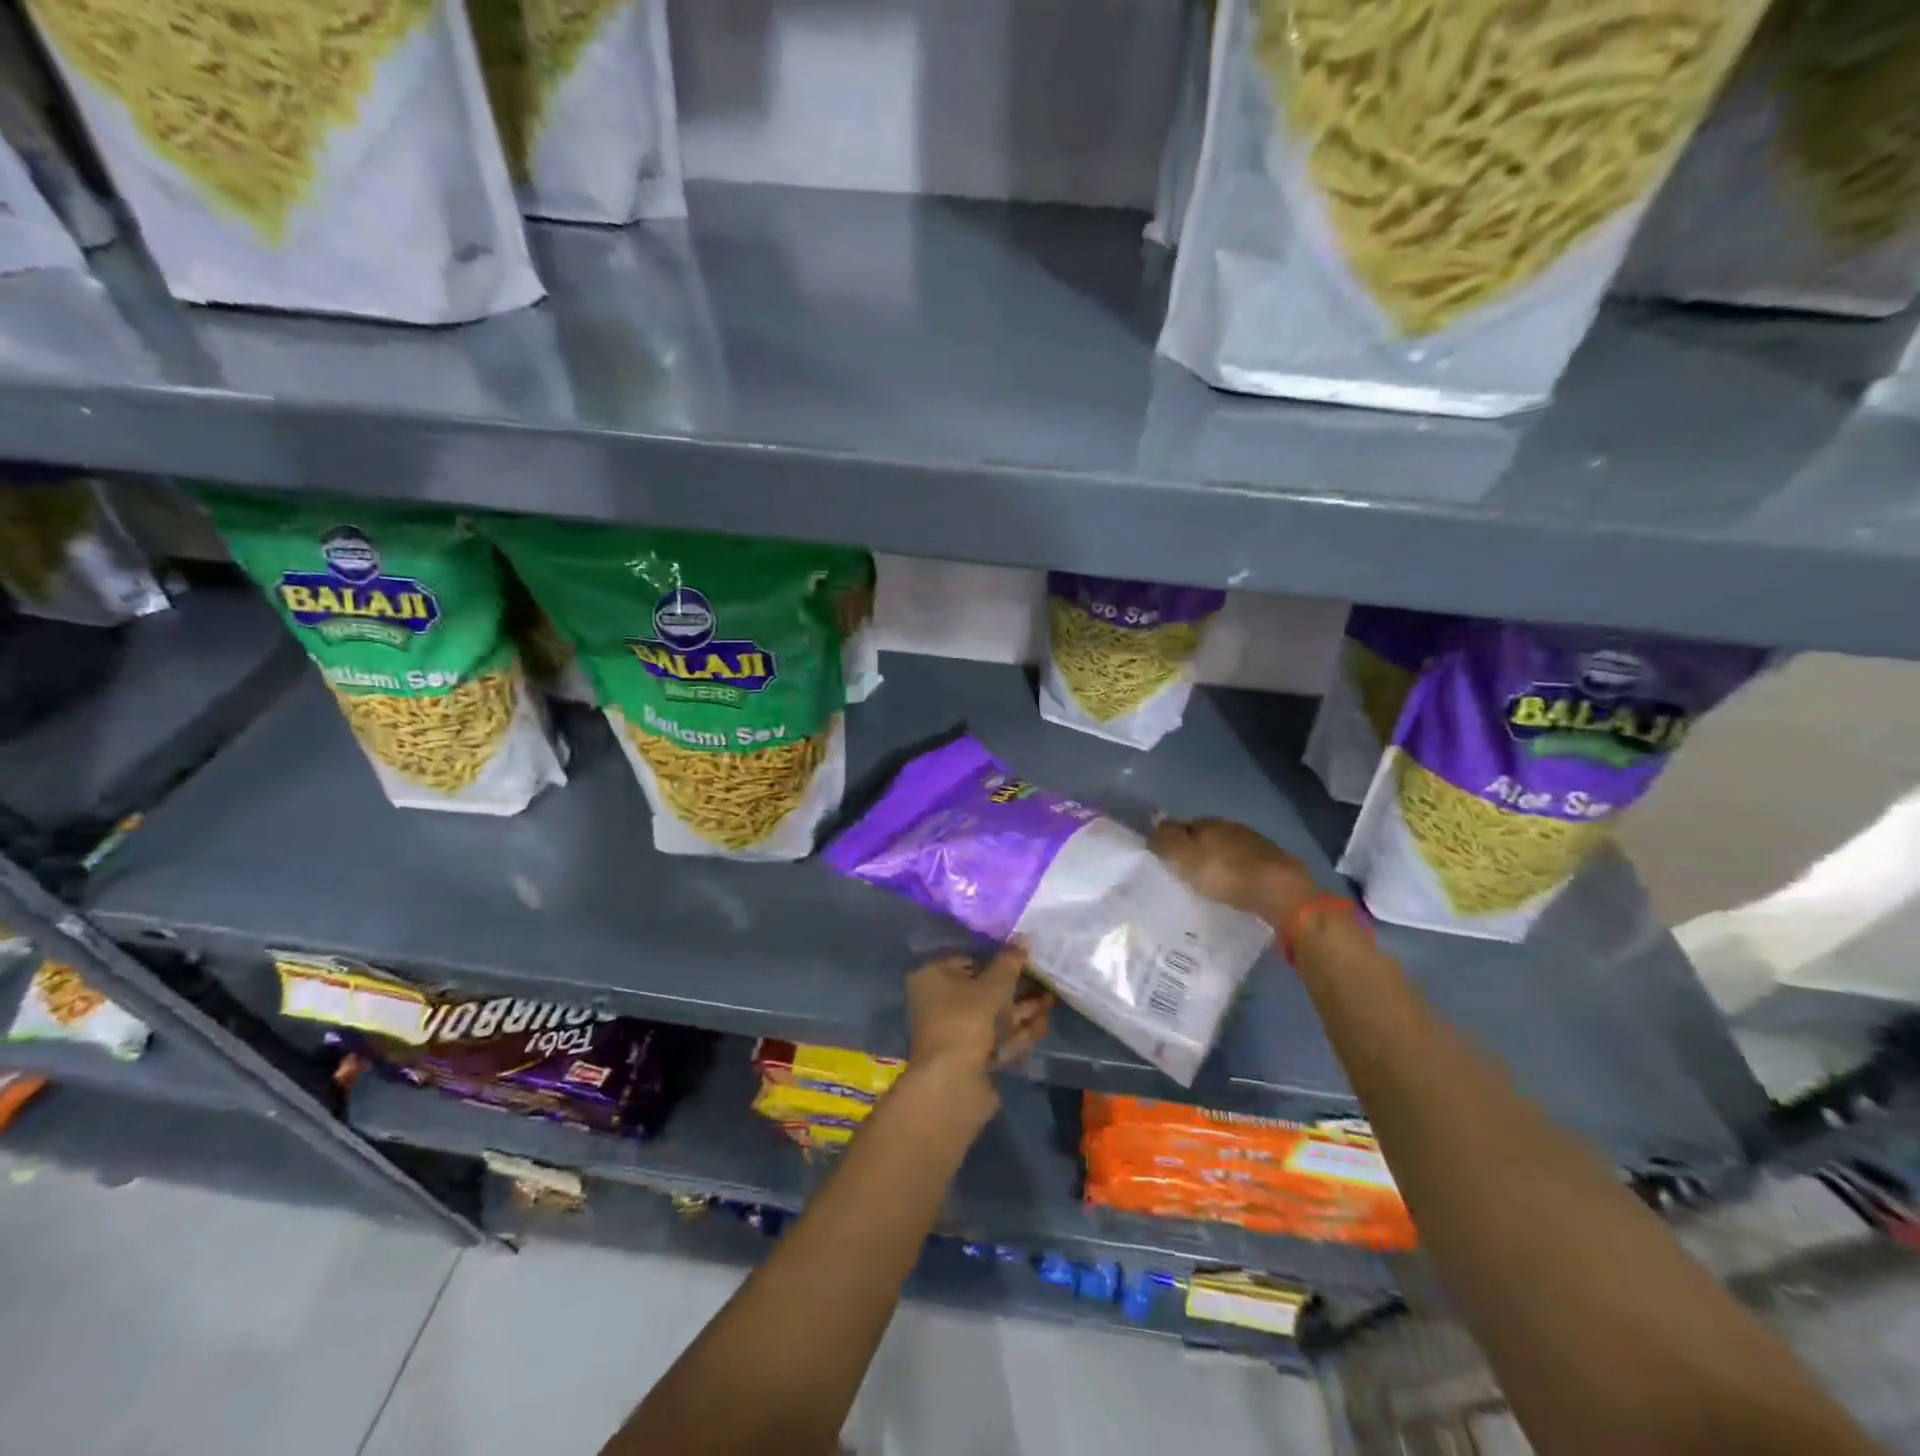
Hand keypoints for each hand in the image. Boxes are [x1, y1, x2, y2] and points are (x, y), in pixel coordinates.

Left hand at [906, 942, 1052, 1085]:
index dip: (998, 959)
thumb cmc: (966, 1020)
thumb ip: (1009, 962)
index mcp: (932, 978)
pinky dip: (1017, 1032)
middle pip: (983, 990)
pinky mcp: (970, 1058)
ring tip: (1051, 1001)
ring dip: (1022, 1010)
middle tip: (1044, 982)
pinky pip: (996, 1038)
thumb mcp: (993, 985)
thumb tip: (1023, 937)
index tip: (1025, 958)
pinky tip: (1042, 1024)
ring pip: (993, 1016)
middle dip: (1016, 988)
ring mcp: (954, 1033)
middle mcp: (939, 1003)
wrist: (953, 1083)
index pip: (967, 960)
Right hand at [1151, 816, 1316, 924]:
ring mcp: (1255, 843)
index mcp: (1208, 822)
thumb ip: (1167, 838)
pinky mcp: (1273, 862)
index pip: (1183, 825)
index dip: (1174, 839)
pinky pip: (1246, 863)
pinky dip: (1238, 871)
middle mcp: (1231, 827)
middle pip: (1207, 836)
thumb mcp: (1185, 856)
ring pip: (1228, 848)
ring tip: (1211, 881)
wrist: (1279, 890)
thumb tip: (1154, 815)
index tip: (1167, 857)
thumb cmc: (1224, 873)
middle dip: (1197, 850)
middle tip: (1187, 871)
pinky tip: (1235, 885)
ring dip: (1219, 860)